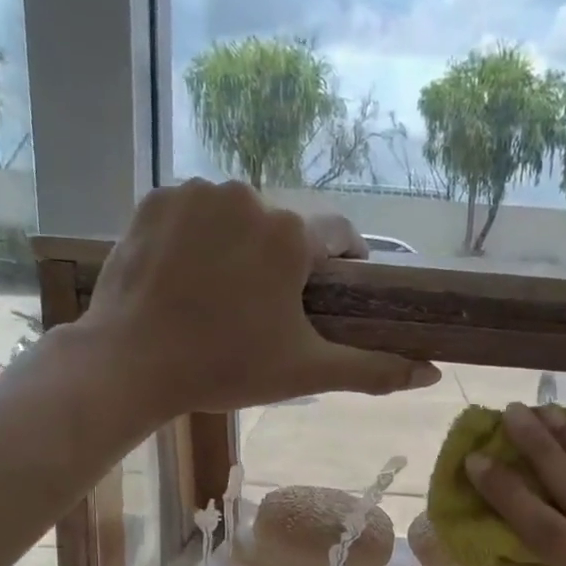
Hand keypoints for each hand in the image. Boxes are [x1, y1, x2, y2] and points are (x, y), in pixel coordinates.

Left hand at [77, 179, 438, 413]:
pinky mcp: (154, 198)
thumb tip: (433, 373)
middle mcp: (248, 196)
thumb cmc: (227, 367)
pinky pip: (193, 212)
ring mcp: (196, 193)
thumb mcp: (307, 372)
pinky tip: (185, 276)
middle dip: (283, 263)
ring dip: (239, 246)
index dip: (341, 267)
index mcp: (292, 234)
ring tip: (221, 296)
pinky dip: (197, 236)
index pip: (339, 237)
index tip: (329, 297)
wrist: (131, 363)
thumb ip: (374, 369)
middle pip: (284, 228)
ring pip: (237, 216)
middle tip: (264, 311)